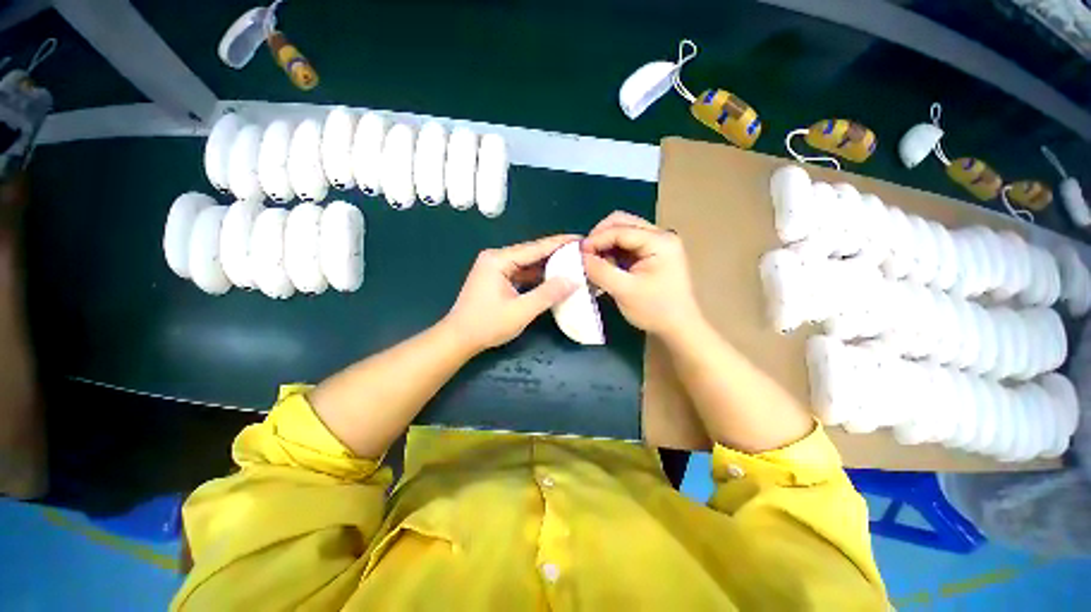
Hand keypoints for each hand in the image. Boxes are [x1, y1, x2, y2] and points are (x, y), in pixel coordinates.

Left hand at [444, 235, 578, 352]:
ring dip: (547, 266)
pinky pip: (521, 273)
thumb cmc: (487, 325)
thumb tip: (573, 280)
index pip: (535, 248)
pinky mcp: (496, 278)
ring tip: (572, 265)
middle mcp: (496, 258)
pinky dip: (537, 277)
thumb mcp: (521, 311)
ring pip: (527, 263)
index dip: (560, 243)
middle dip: (556, 254)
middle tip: (580, 254)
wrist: (459, 339)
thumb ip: (548, 294)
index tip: (580, 239)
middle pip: (531, 253)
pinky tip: (553, 279)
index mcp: (499, 260)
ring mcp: (495, 268)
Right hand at [581, 212, 702, 338]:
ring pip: (623, 232)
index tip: (578, 253)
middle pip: (623, 223)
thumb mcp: (624, 291)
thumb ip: (600, 271)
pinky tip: (605, 266)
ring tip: (595, 262)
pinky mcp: (653, 254)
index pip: (621, 229)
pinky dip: (613, 251)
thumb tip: (580, 256)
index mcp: (659, 241)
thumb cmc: (655, 310)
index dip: (597, 238)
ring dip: (606, 244)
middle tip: (586, 254)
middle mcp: (660, 236)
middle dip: (600, 236)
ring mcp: (658, 244)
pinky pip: (627, 244)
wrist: (678, 327)